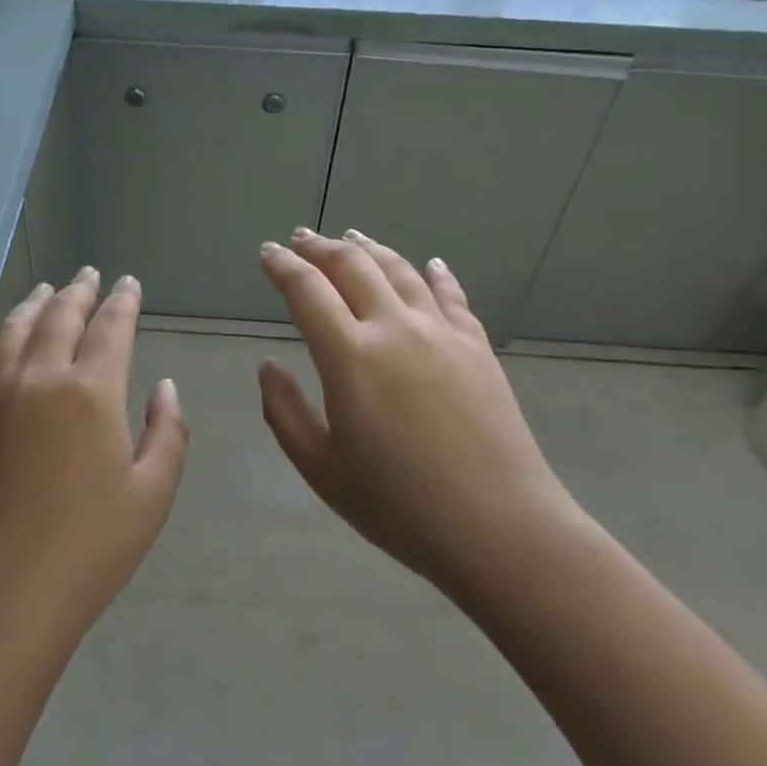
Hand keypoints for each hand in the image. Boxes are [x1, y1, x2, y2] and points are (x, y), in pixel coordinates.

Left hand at [0, 268, 189, 661]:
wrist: (0, 598)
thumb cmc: (89, 550)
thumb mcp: (152, 495)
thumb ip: (167, 432)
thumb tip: (165, 387)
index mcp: (92, 391)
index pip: (111, 326)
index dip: (123, 301)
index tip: (129, 283)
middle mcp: (41, 378)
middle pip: (61, 316)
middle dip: (79, 291)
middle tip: (89, 275)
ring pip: (14, 330)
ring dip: (33, 304)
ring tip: (45, 290)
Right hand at [257, 228, 585, 602]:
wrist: (499, 527)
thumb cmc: (399, 504)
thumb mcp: (322, 468)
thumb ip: (284, 411)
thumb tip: (268, 364)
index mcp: (350, 356)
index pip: (307, 290)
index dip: (283, 266)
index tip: (268, 253)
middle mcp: (394, 327)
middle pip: (353, 266)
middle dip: (320, 247)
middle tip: (301, 238)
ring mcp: (441, 332)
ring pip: (400, 270)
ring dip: (370, 248)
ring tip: (352, 238)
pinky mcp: (477, 346)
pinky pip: (451, 296)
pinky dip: (435, 274)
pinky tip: (431, 264)